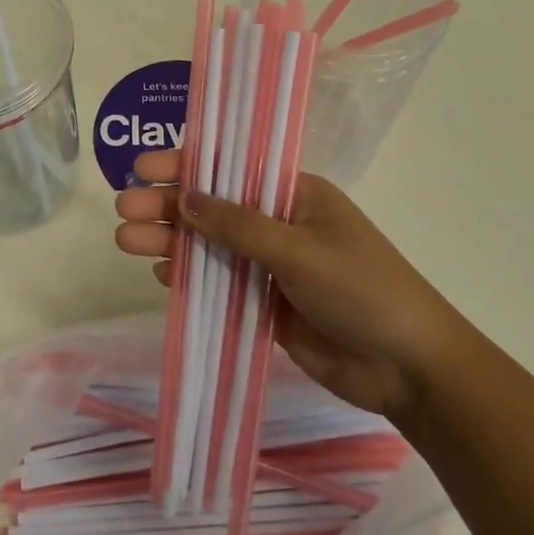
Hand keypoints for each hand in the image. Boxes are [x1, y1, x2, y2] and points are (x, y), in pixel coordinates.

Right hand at [114, 150, 469, 422]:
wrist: (409, 369)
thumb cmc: (362, 290)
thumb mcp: (299, 250)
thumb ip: (238, 226)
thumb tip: (183, 197)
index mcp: (294, 194)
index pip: (230, 169)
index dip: (185, 165)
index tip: (142, 168)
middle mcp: (277, 223)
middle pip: (212, 207)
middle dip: (168, 206)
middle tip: (123, 210)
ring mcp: (270, 265)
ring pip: (210, 246)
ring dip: (171, 242)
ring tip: (128, 242)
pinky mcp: (265, 304)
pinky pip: (219, 283)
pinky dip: (191, 277)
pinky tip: (163, 275)